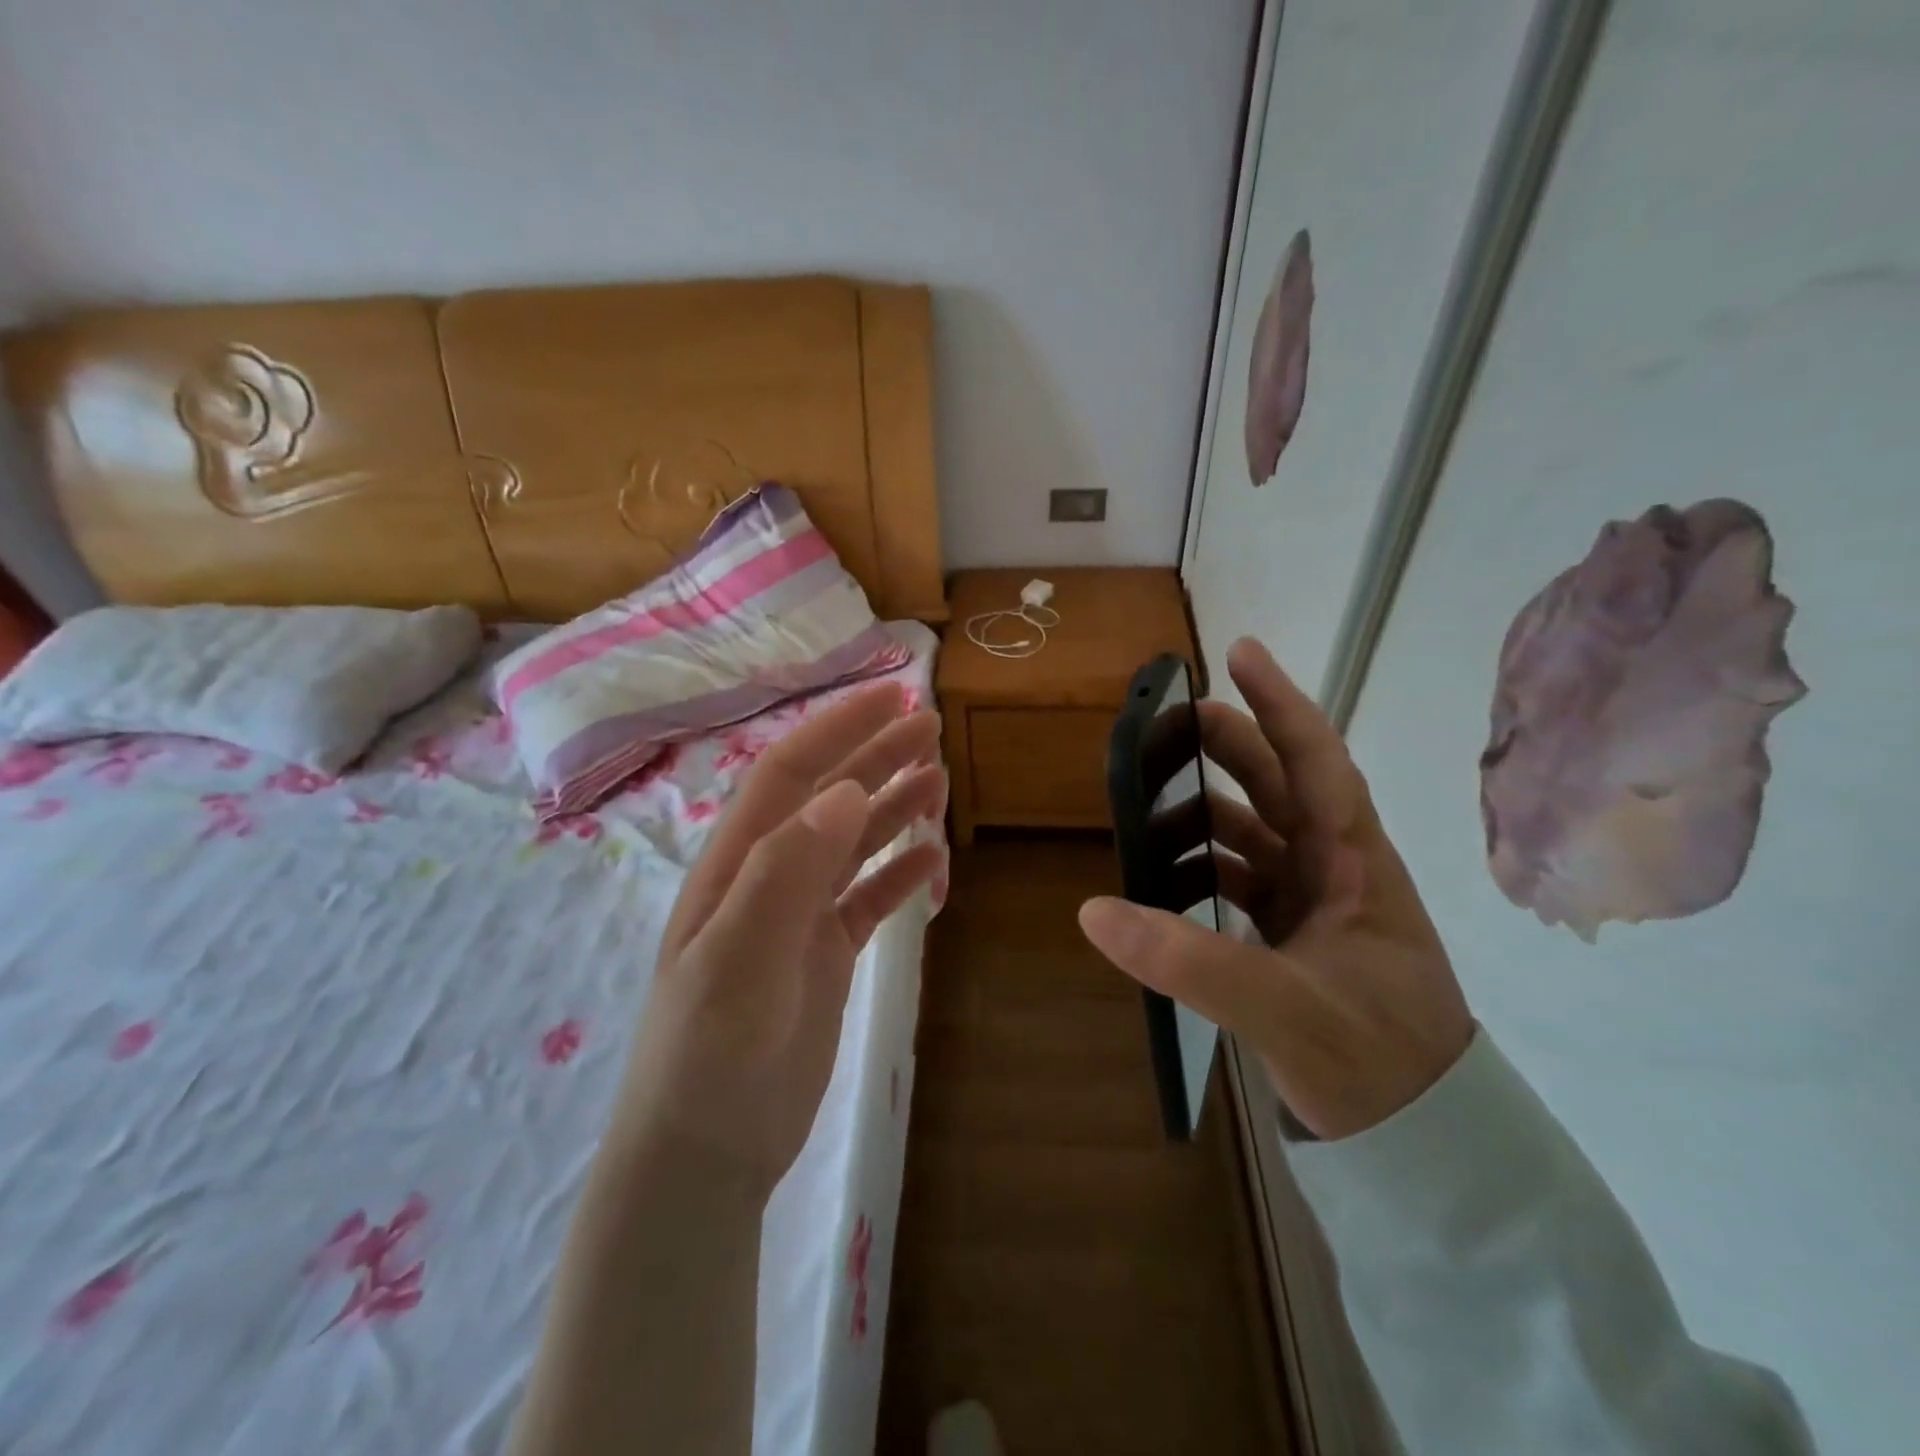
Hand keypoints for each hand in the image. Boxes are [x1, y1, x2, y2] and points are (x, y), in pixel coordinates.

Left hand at [614, 683, 945, 1199]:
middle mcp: (769, 877)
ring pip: (853, 844)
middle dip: (876, 756)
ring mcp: (799, 917)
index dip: (838, 729)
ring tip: (940, 783)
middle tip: (932, 729)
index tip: (893, 697)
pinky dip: (900, 874)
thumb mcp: (737, 959)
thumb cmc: (710, 1054)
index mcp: (739, 864)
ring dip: (894, 808)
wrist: (707, 1153)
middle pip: (829, 798)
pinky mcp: (826, 956)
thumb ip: (786, 872)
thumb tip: (844, 792)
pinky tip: (932, 861)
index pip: (791, 774)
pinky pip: (869, 899)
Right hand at [1079, 639, 1472, 1140]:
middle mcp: (1336, 868)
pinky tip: (1165, 876)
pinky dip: (1202, 865)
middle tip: (1167, 725)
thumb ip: (1191, 960)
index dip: (1279, 702)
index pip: (1317, 760)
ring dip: (1206, 809)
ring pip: (1255, 830)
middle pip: (1278, 784)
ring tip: (1149, 805)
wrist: (1421, 1138)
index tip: (1240, 652)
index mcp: (1354, 862)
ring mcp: (1315, 901)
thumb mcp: (1284, 1009)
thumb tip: (1094, 910)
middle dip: (1228, 745)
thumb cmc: (1376, 1062)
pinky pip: (1241, 877)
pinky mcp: (1295, 933)